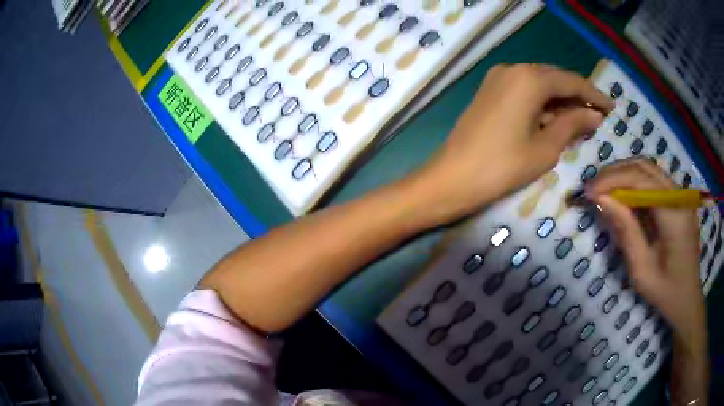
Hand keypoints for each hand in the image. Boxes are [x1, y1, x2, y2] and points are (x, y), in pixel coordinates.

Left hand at [416, 64, 612, 222]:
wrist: (451, 178)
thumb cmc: (503, 166)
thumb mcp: (546, 148)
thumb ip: (572, 124)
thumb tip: (594, 114)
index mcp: (529, 78)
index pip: (571, 81)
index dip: (594, 95)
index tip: (612, 108)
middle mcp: (512, 69)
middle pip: (555, 79)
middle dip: (578, 96)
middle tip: (599, 115)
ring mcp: (497, 78)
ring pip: (540, 84)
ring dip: (561, 100)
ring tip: (583, 119)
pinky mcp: (489, 91)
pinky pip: (524, 91)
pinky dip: (543, 103)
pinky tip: (556, 118)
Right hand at [586, 158, 705, 348]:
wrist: (686, 297)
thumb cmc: (665, 291)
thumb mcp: (641, 269)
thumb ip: (626, 231)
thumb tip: (602, 200)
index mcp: (674, 214)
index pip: (641, 180)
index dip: (612, 180)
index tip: (589, 192)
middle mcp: (679, 196)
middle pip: (643, 167)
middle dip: (615, 172)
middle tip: (593, 189)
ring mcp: (680, 195)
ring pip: (648, 169)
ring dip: (623, 174)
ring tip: (604, 190)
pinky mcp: (677, 199)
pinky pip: (653, 180)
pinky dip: (634, 183)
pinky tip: (623, 197)